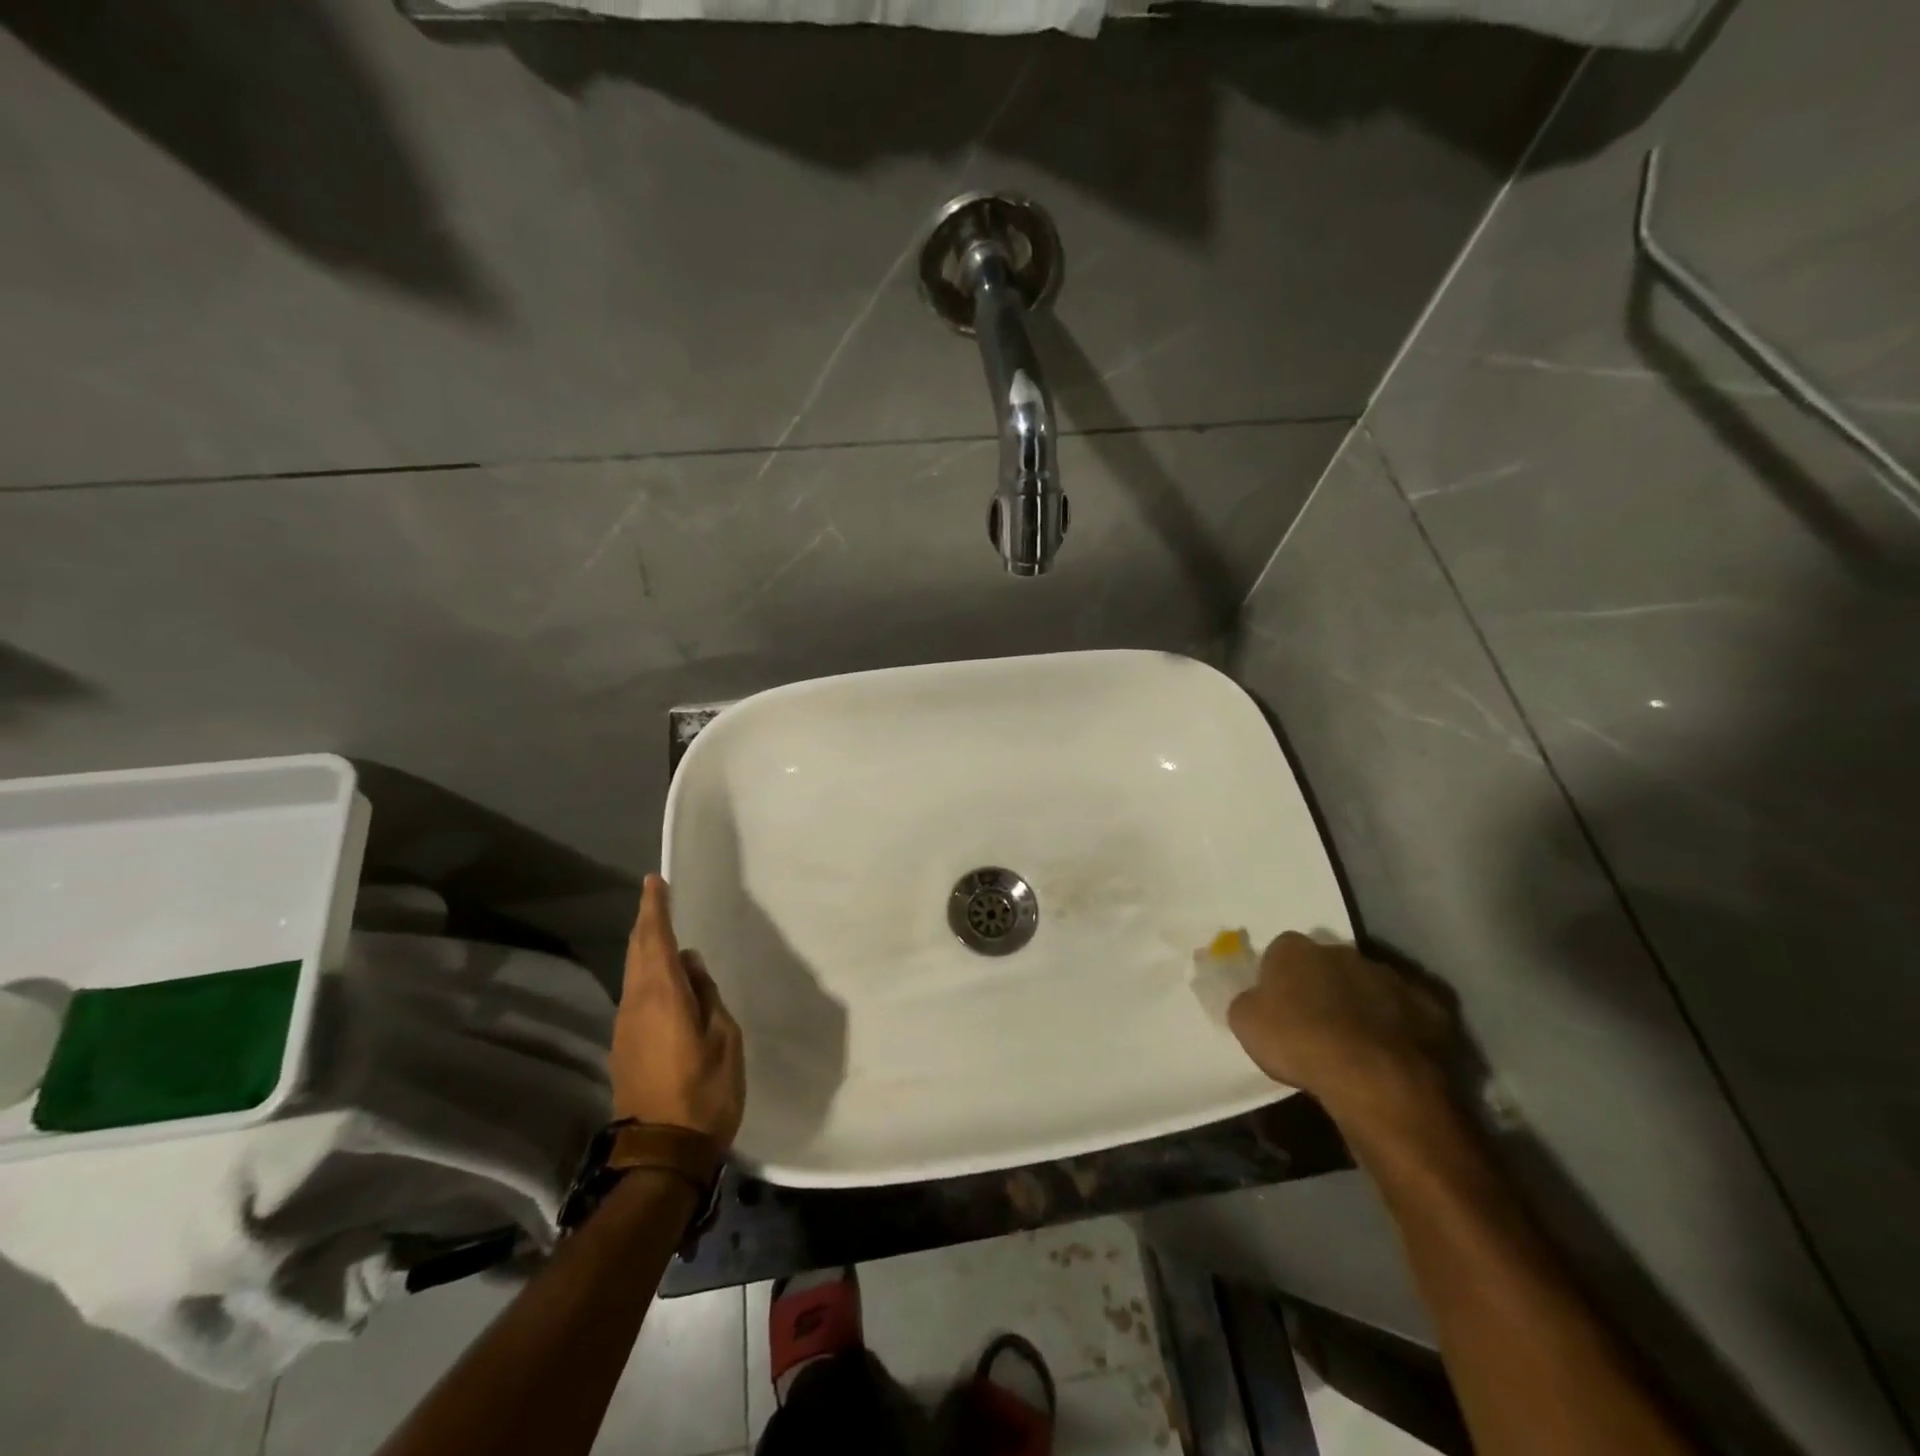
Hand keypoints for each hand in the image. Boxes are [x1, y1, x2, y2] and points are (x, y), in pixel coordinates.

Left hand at [610, 875, 745, 1147]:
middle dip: (646, 922)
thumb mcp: (724, 1037)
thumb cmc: (705, 1091)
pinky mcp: (624, 1046)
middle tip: (657, 898)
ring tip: (662, 932)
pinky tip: (663, 978)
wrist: (661, 1153)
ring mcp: (626, 1027)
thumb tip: (690, 967)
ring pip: (633, 974)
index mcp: (663, 996)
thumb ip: (707, 996)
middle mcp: (636, 1004)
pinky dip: (646, 974)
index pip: (656, 939)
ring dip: (645, 948)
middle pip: (638, 952)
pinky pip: (635, 995)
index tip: (655, 882)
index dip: (656, 908)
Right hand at [1228, 933, 1451, 1125]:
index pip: (1279, 952)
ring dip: (1361, 1003)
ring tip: (1355, 1042)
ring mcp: (1388, 976)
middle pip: (1326, 964)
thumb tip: (1257, 1000)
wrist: (1373, 1077)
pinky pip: (1407, 1012)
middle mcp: (1341, 951)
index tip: (1278, 1006)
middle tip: (1316, 1023)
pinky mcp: (1428, 1006)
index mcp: (1294, 948)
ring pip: (1368, 985)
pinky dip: (1398, 1026)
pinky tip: (1390, 1052)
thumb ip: (1249, 1002)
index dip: (1278, 978)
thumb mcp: (1245, 1023)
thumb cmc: (1298, 1042)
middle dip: (1322, 985)